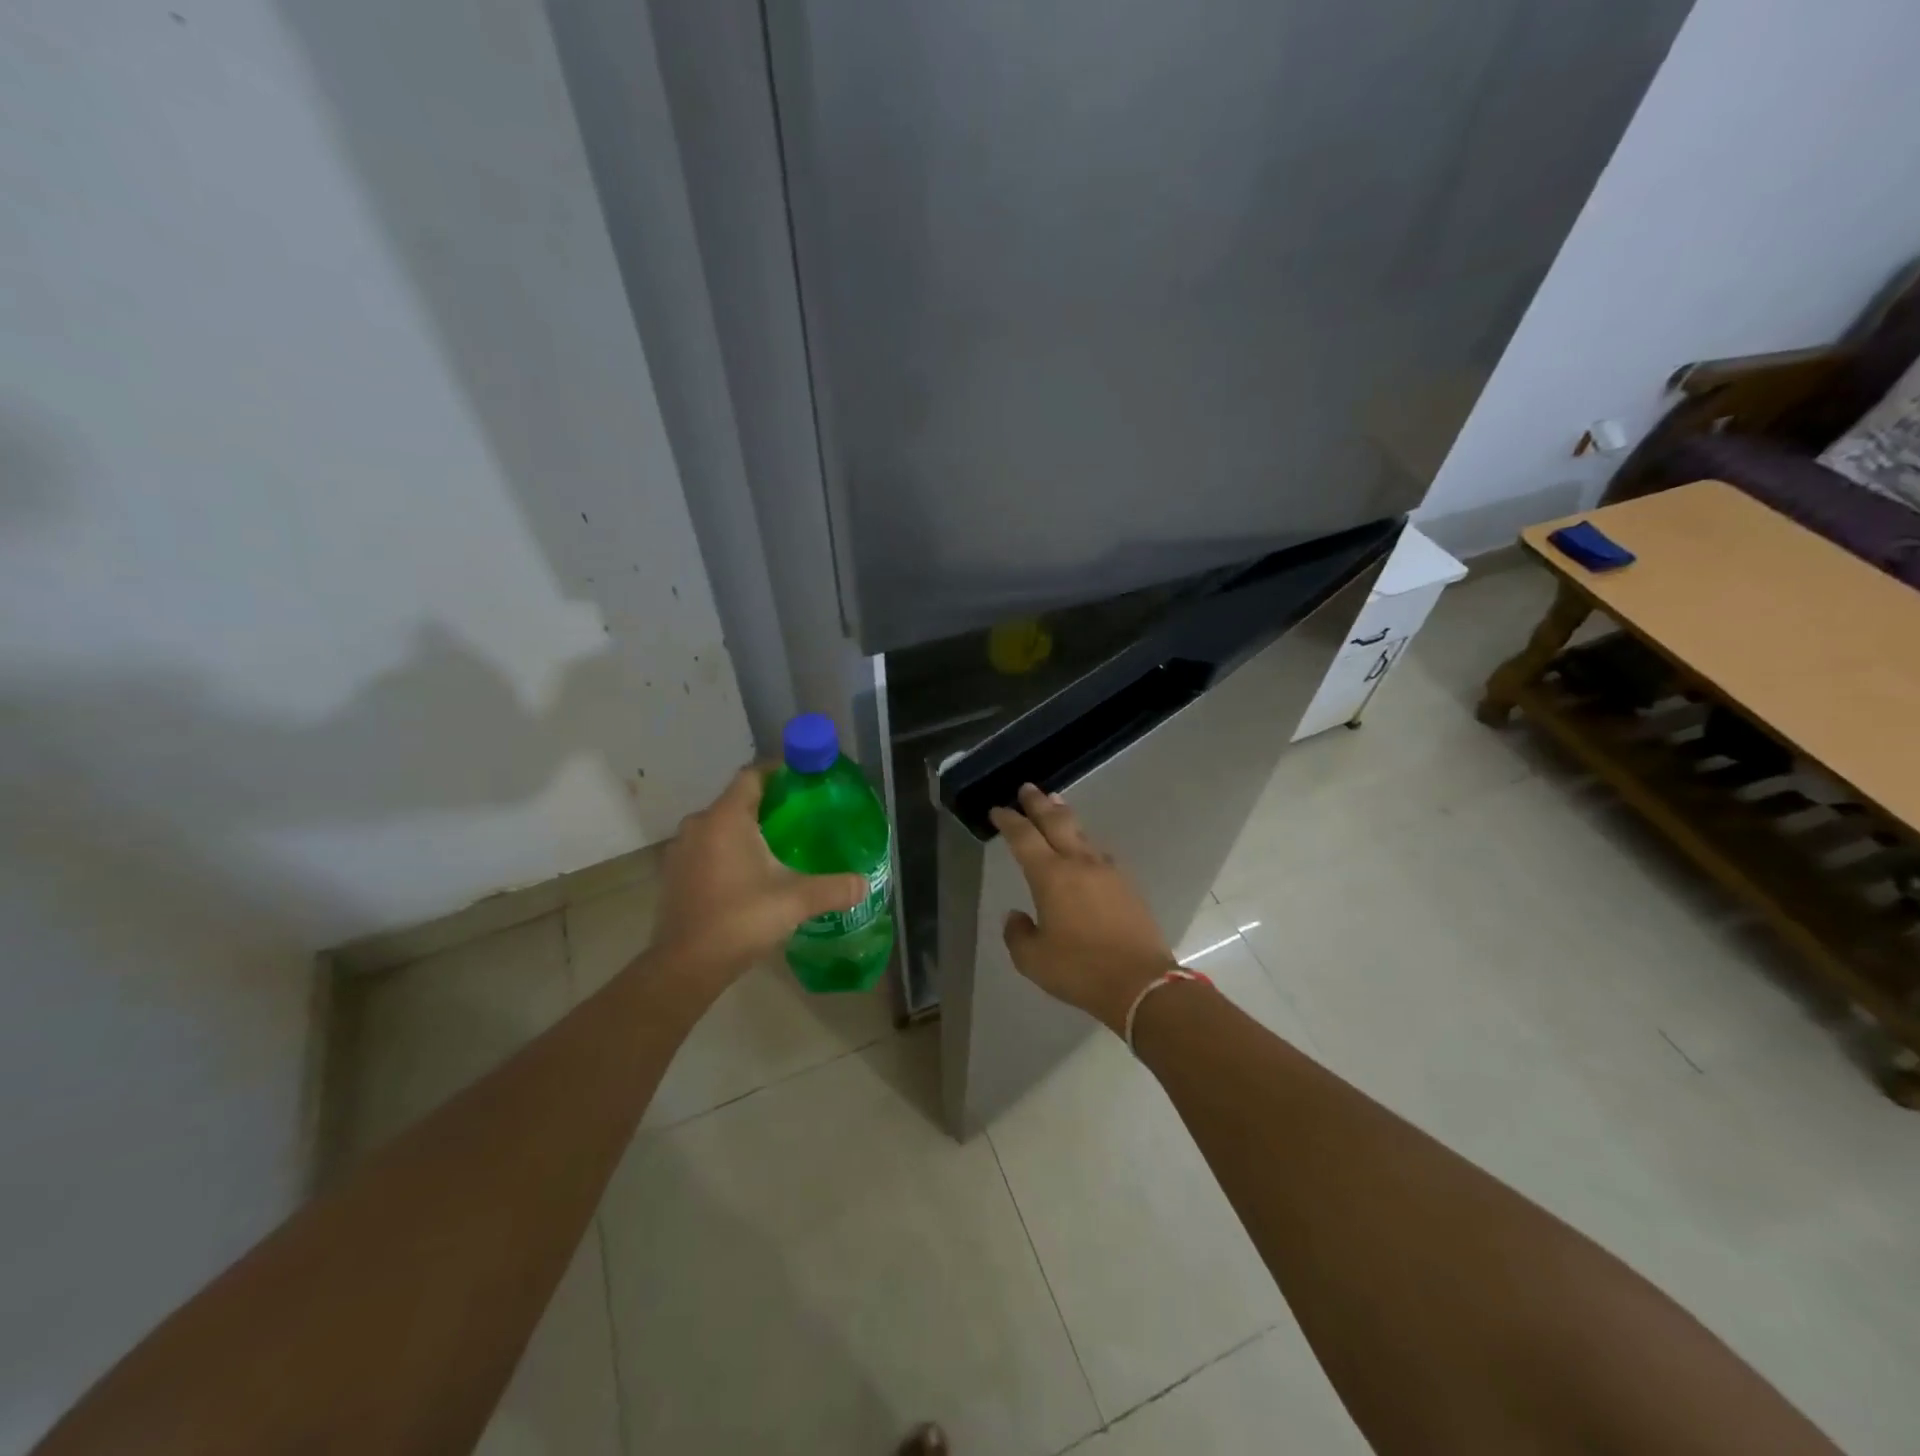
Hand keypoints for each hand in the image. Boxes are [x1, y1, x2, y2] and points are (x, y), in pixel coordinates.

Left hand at [652, 765, 866, 984]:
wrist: (685, 967)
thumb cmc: (739, 920)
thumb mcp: (795, 901)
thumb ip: (833, 888)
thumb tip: (864, 883)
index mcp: (725, 818)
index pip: (752, 775)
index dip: (779, 771)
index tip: (805, 778)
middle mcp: (699, 825)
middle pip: (738, 799)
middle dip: (769, 803)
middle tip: (803, 816)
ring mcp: (681, 850)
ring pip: (721, 825)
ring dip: (748, 829)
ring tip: (781, 844)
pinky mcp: (675, 874)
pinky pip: (708, 847)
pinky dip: (730, 850)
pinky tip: (752, 872)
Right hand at [990, 784, 1176, 1033]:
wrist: (1141, 983)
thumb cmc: (1080, 970)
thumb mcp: (1033, 960)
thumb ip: (1018, 934)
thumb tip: (1016, 916)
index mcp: (1050, 876)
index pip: (1024, 837)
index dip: (1008, 821)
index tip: (998, 810)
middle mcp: (1078, 863)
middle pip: (1055, 822)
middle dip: (1038, 803)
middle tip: (1027, 788)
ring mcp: (1107, 871)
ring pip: (1081, 833)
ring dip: (1064, 816)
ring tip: (1056, 804)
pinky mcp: (1126, 885)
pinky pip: (1100, 853)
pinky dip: (1085, 843)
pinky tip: (1086, 848)